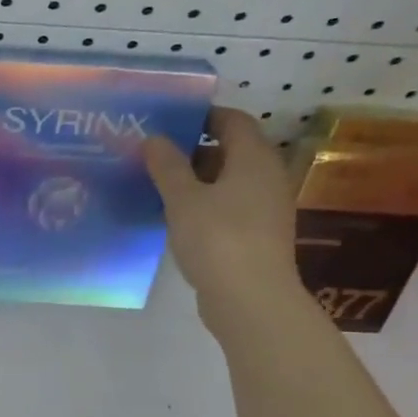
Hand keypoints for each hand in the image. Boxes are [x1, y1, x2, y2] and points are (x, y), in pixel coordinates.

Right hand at [143, 109, 305, 332]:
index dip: (201, 116)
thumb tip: (154, 138)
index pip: (232, 120)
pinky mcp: (255, 236)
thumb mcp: (183, 199)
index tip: (166, 122)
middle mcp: (266, 177)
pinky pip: (226, 207)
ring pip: (226, 182)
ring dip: (194, 181)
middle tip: (151, 155)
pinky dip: (202, 205)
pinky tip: (173, 217)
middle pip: (229, 151)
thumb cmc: (218, 239)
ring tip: (155, 185)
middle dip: (191, 150)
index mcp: (254, 158)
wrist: (250, 300)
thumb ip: (167, 166)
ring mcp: (264, 209)